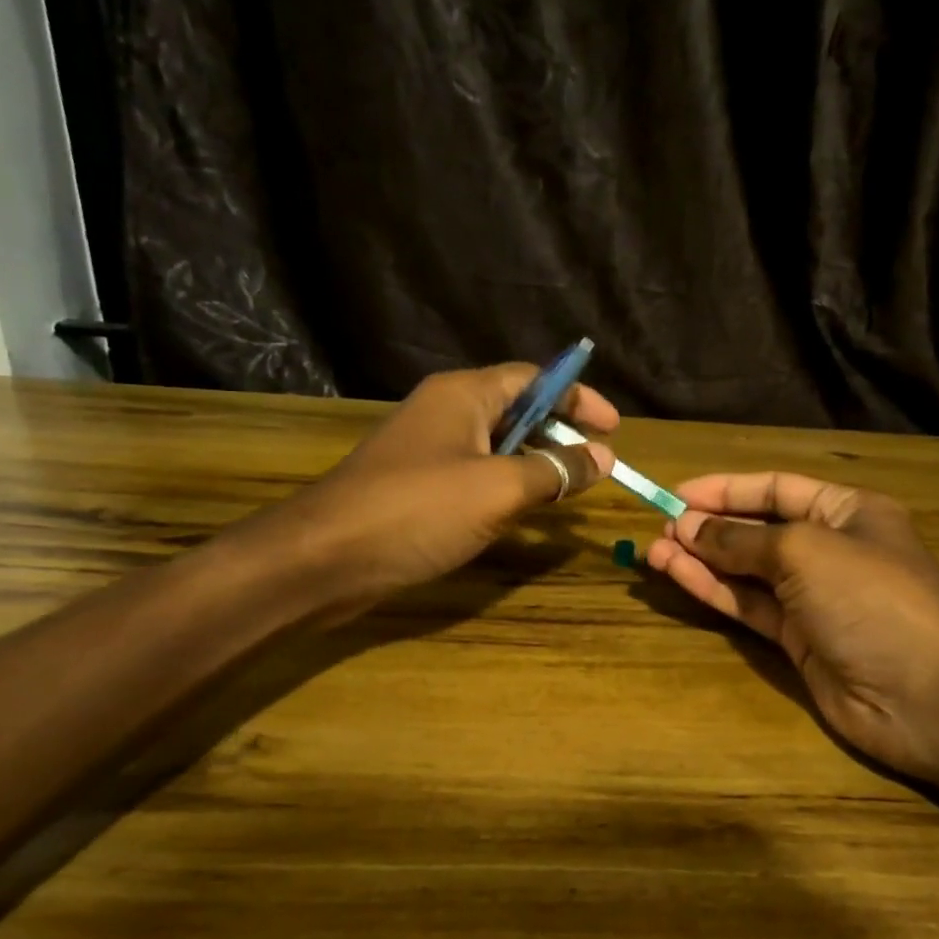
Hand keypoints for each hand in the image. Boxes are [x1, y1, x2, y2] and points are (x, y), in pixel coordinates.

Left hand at [281, 364, 616, 616]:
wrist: (325, 559)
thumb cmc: (418, 510)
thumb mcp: (499, 489)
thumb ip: (555, 470)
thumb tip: (602, 457)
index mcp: (464, 394)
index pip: (534, 379)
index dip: (578, 398)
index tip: (614, 428)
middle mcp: (446, 411)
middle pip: (517, 409)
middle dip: (560, 432)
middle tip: (596, 462)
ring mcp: (428, 449)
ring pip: (497, 445)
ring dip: (535, 462)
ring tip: (570, 489)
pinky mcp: (417, 485)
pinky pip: (475, 473)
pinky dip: (506, 486)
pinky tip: (523, 513)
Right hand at [646, 472, 938, 785]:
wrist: (926, 695)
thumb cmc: (870, 598)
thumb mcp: (804, 551)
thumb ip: (742, 539)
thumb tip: (689, 528)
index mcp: (846, 512)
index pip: (777, 489)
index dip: (727, 490)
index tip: (678, 494)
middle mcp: (829, 549)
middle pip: (758, 529)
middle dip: (709, 526)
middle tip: (659, 527)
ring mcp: (813, 598)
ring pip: (747, 571)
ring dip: (702, 559)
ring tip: (653, 551)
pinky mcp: (798, 639)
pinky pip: (748, 606)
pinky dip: (714, 590)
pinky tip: (677, 575)